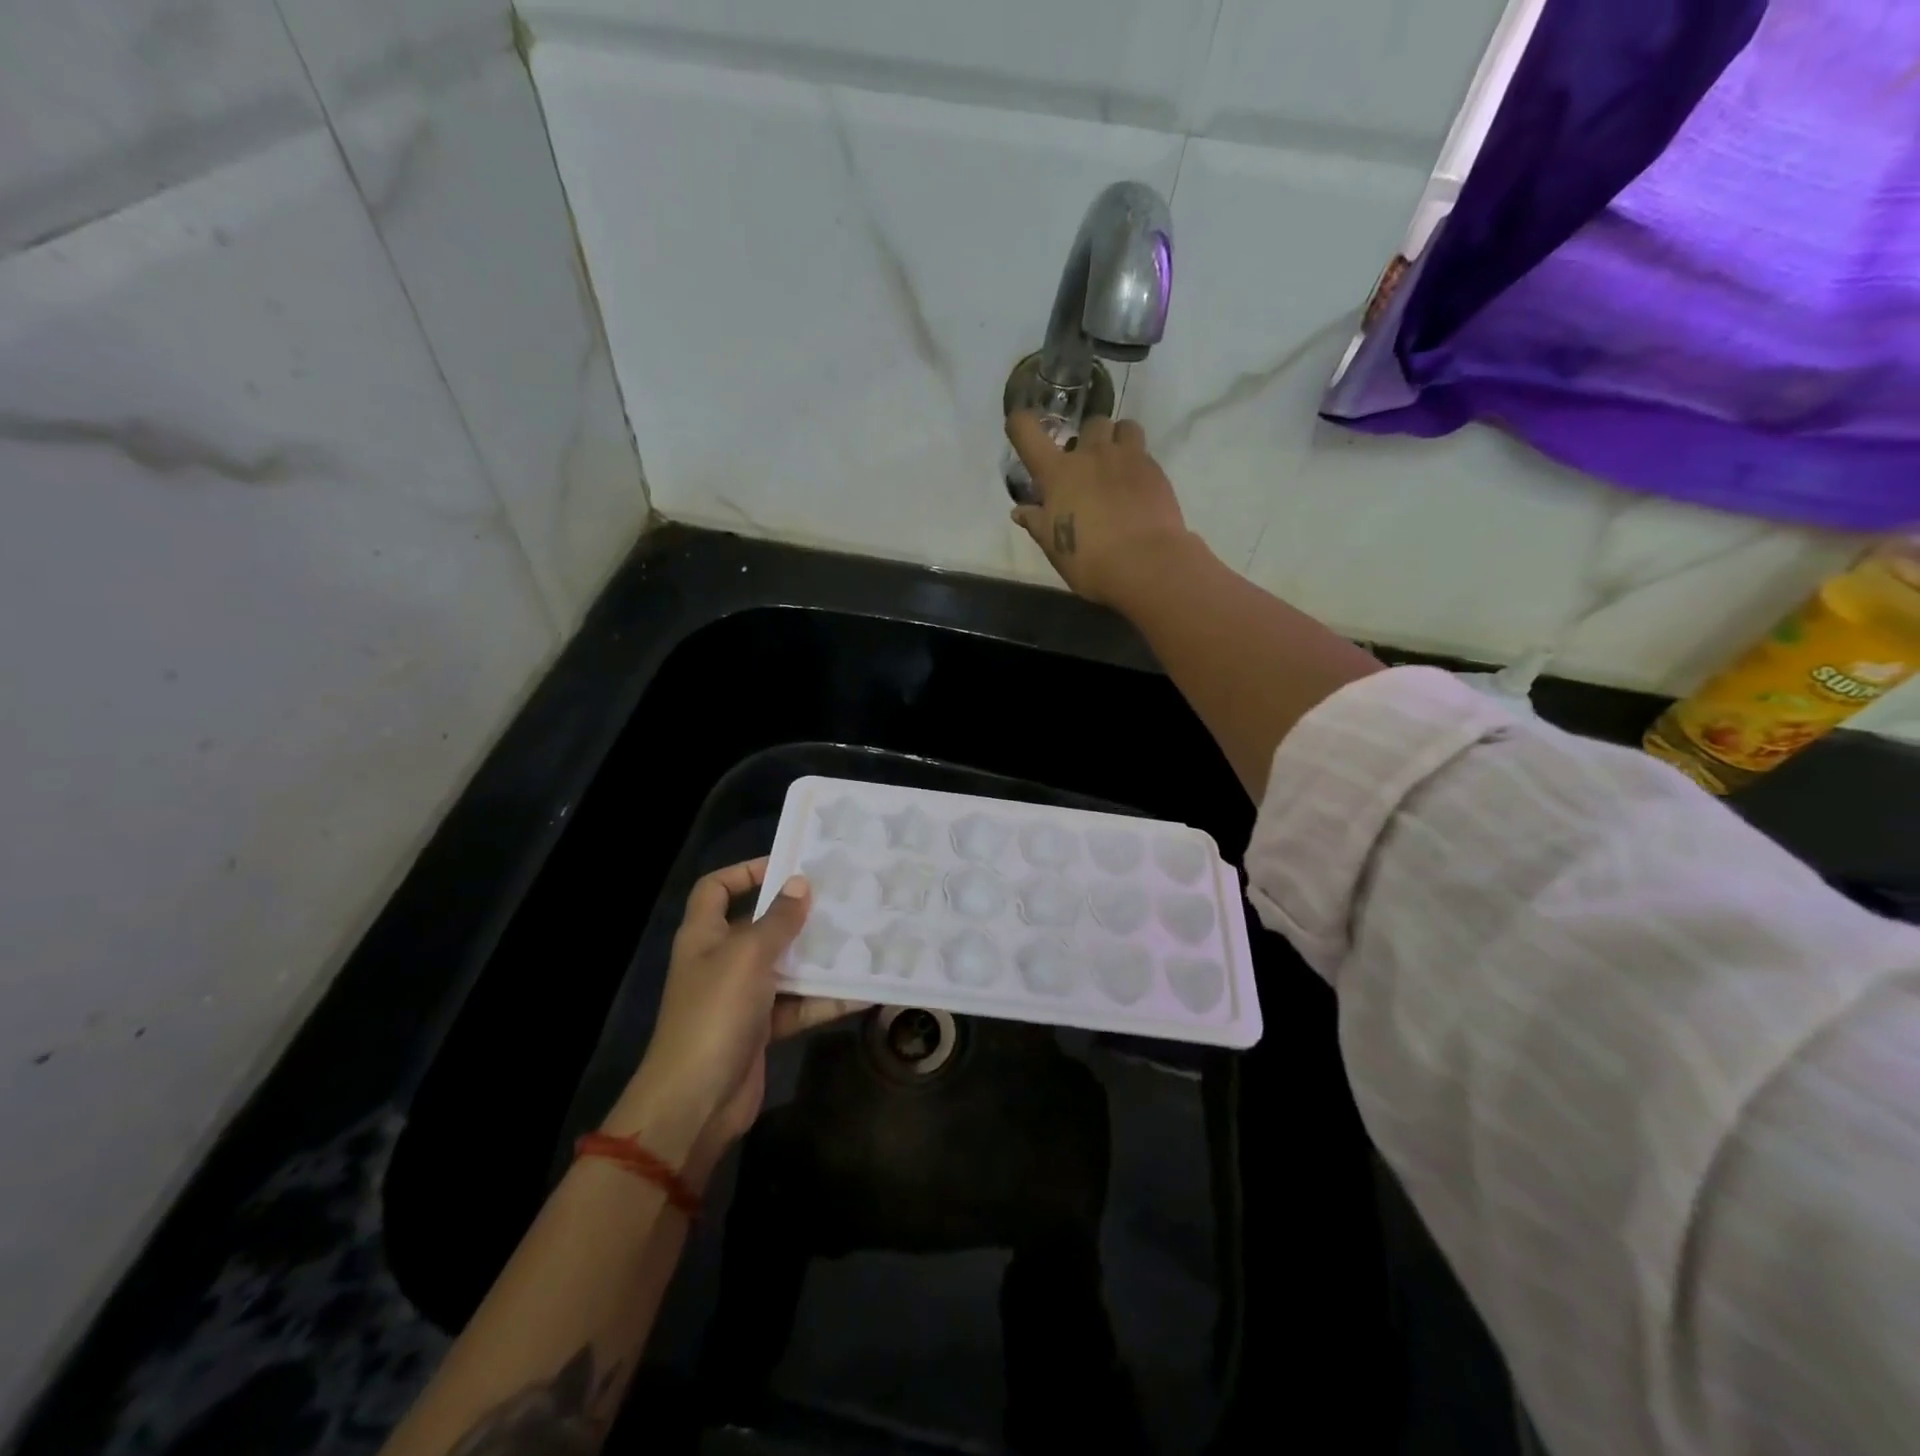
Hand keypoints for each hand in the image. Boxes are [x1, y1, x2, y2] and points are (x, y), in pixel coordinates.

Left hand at [606, 858, 862, 1182]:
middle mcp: (721, 960)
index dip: (746, 871)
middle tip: (841, 897)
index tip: (789, 866)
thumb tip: (800, 884)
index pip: (717, 888)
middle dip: (797, 913)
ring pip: (786, 965)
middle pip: (760, 925)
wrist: (696, 1101)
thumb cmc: (716, 1012)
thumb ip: (778, 919)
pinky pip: (799, 1004)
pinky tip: (863, 990)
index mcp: (704, 934)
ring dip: (818, 956)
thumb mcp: (748, 955)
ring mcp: (742, 995)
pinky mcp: (762, 1027)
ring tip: (861, 936)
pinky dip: (826, 999)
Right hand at [1006, 411, 1192, 607]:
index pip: (1027, 432)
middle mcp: (1092, 454)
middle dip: (1086, 438)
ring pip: (1124, 427)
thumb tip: (1020, 511)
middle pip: (1090, 423)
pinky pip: (1143, 453)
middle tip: (1085, 464)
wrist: (1145, 564)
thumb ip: (1037, 522)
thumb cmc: (1089, 560)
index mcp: (1058, 472)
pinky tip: (1136, 490)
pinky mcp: (1155, 470)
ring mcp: (1127, 458)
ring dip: (1117, 440)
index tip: (1019, 425)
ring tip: (1116, 465)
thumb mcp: (1054, 546)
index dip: (1019, 423)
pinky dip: (1136, 465)